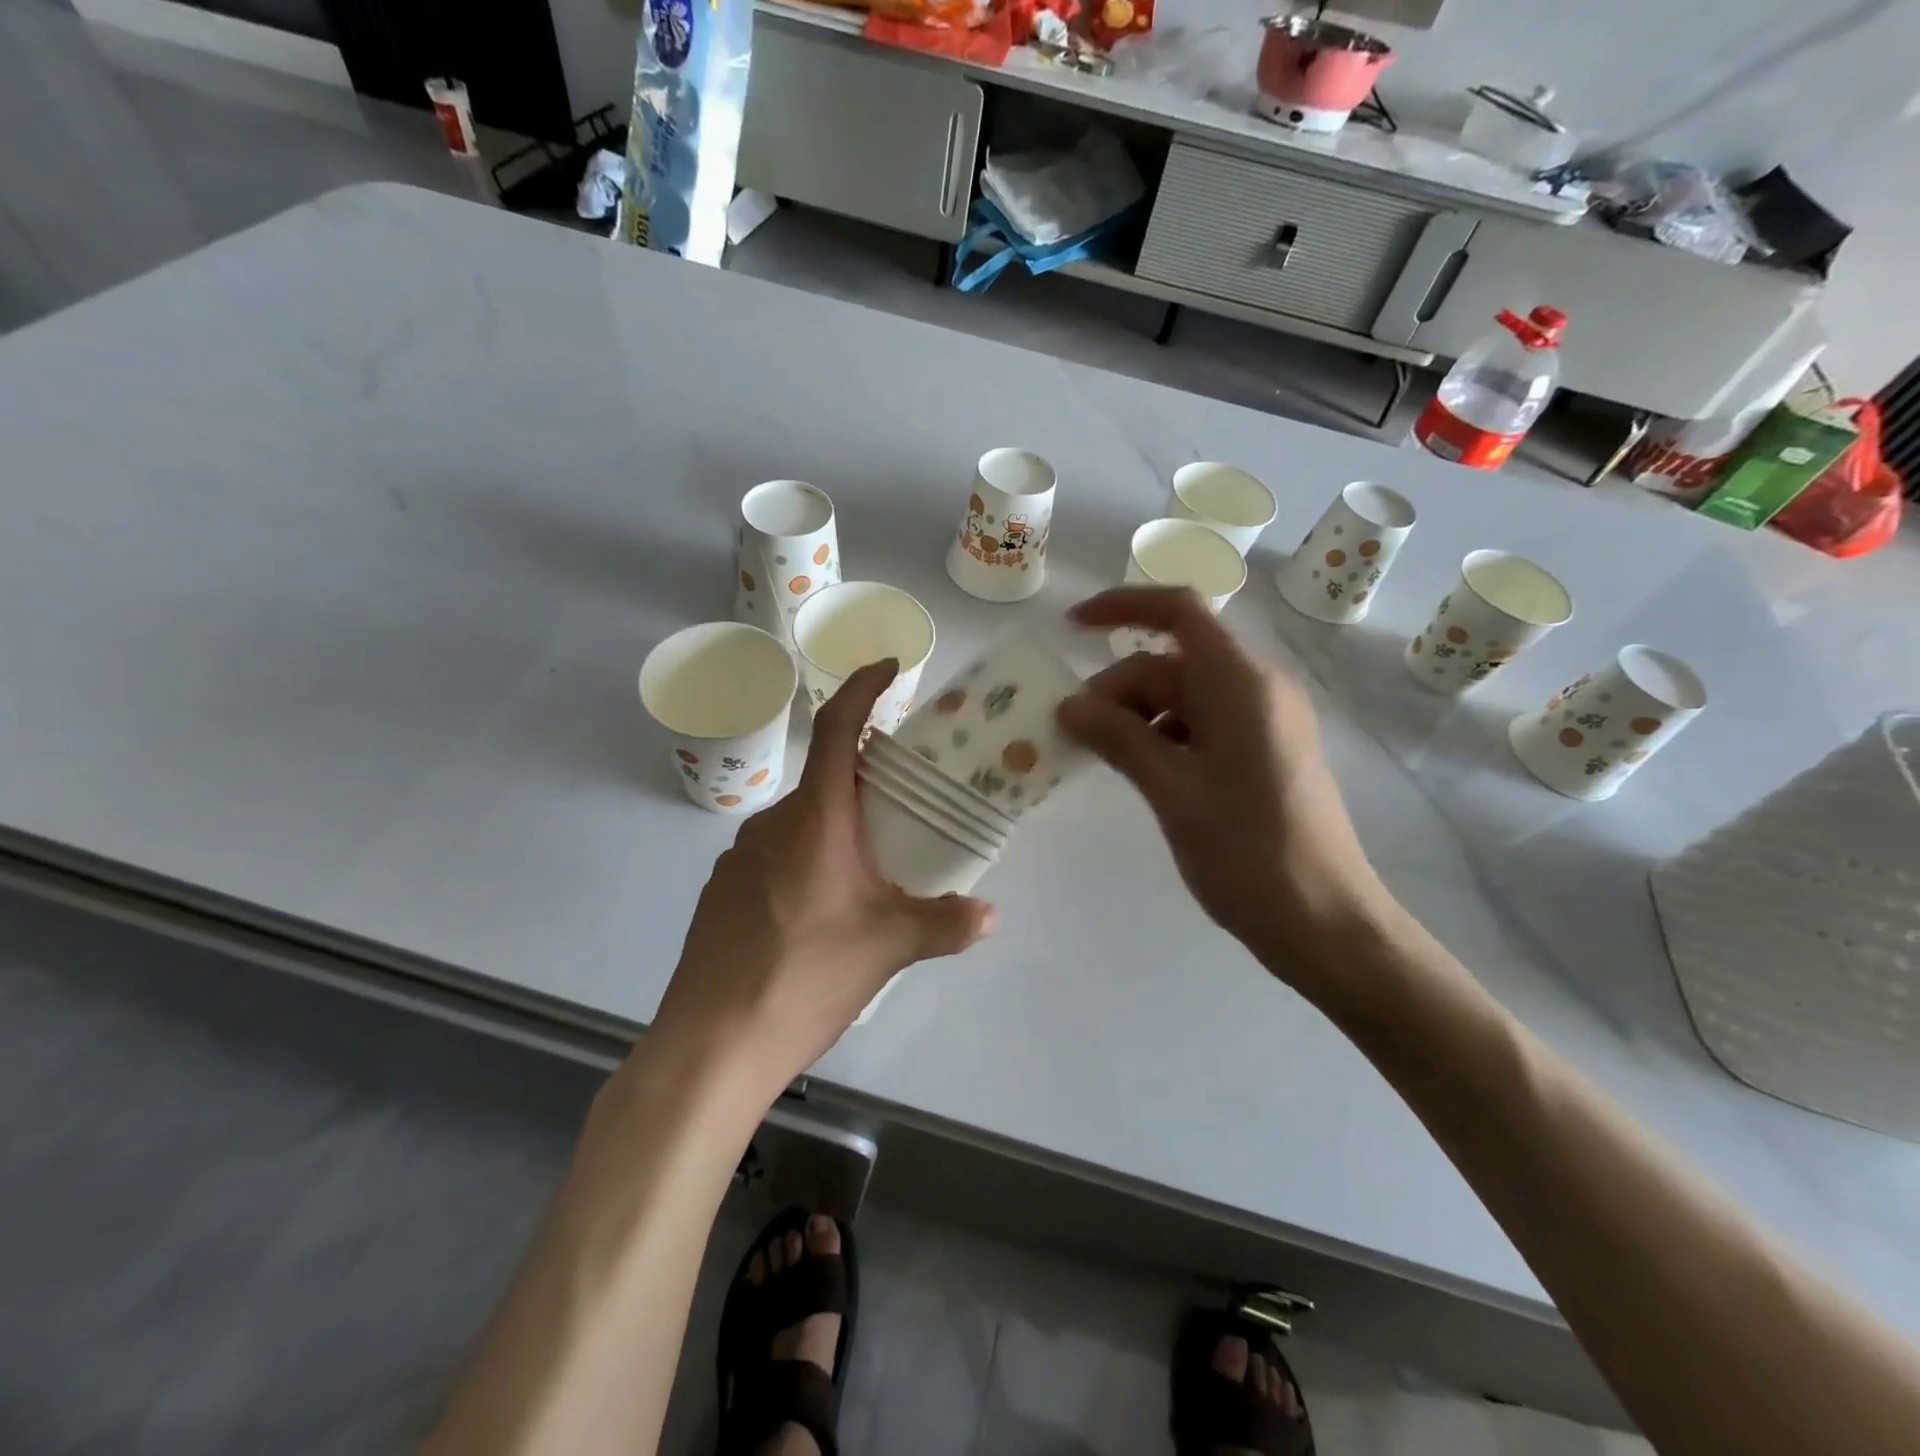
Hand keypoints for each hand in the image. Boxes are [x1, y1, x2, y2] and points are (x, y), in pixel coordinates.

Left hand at [650, 661, 995, 1092]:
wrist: (710, 1047)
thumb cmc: (804, 977)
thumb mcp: (888, 947)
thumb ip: (944, 924)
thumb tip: (990, 915)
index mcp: (814, 819)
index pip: (836, 729)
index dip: (861, 688)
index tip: (888, 668)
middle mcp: (771, 825)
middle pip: (824, 780)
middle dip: (865, 783)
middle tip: (905, 808)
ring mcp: (738, 858)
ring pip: (801, 823)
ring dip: (837, 830)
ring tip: (870, 874)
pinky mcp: (722, 893)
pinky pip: (775, 858)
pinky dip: (807, 863)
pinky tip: (821, 915)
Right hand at [1057, 588, 1391, 982]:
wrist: (1325, 923)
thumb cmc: (1248, 853)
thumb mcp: (1173, 792)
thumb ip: (1119, 739)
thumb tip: (1069, 705)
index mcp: (1242, 684)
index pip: (1180, 612)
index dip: (1122, 607)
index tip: (1070, 629)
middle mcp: (1258, 689)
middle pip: (1173, 663)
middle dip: (1117, 688)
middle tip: (1071, 733)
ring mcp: (1264, 722)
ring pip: (1184, 696)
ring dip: (1135, 716)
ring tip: (1098, 757)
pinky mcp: (1264, 752)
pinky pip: (1202, 725)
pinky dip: (1162, 737)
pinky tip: (1137, 771)